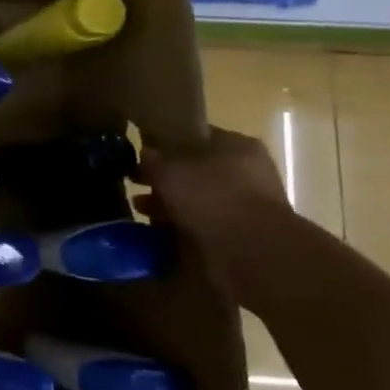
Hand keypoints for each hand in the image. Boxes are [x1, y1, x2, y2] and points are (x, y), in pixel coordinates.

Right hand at [133, 127, 292, 301]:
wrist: (253, 253)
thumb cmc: (211, 197)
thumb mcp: (169, 169)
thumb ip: (153, 159)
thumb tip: (145, 154)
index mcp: (237, 145)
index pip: (196, 136)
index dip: (166, 143)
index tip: (142, 154)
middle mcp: (247, 172)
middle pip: (196, 170)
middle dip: (165, 179)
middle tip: (136, 184)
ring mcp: (247, 205)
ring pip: (198, 199)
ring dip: (170, 205)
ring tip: (141, 210)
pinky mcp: (243, 235)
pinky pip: (203, 224)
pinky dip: (182, 227)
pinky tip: (158, 230)